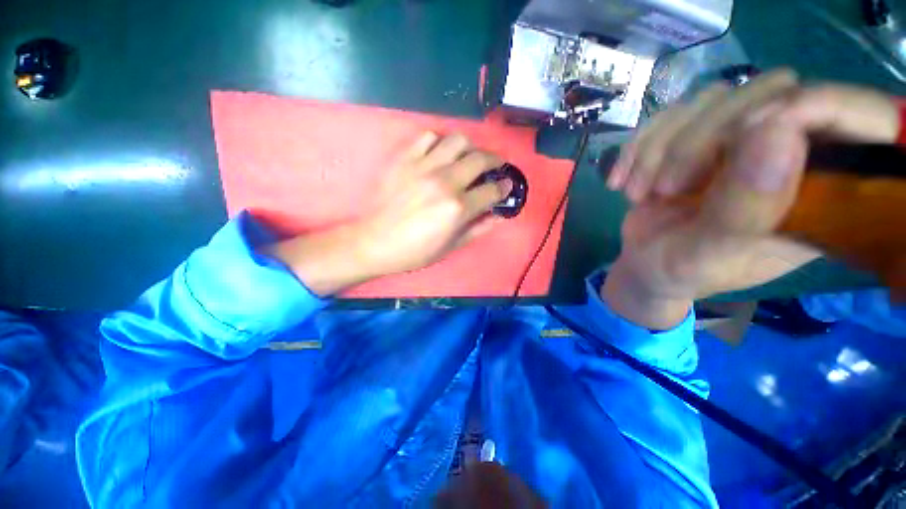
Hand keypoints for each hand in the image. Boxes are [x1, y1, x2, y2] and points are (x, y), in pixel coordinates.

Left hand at [266, 132, 510, 295]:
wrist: (375, 241)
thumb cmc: (415, 250)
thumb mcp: (451, 246)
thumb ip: (479, 228)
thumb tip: (499, 216)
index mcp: (458, 208)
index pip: (492, 190)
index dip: (504, 188)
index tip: (506, 185)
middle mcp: (445, 182)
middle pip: (481, 159)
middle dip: (495, 161)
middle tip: (496, 167)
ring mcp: (424, 167)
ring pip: (458, 141)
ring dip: (470, 148)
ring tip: (469, 158)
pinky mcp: (405, 159)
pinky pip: (428, 137)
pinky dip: (439, 142)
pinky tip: (440, 155)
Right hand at [601, 71, 902, 328]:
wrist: (646, 266)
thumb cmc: (683, 270)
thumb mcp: (712, 253)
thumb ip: (747, 207)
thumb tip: (779, 129)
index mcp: (813, 186)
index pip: (825, 115)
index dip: (781, 113)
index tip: (724, 153)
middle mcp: (783, 150)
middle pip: (759, 94)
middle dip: (698, 142)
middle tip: (666, 189)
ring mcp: (736, 138)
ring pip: (706, 100)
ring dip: (657, 149)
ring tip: (638, 193)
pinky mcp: (695, 137)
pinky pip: (667, 115)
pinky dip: (636, 147)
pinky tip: (620, 181)